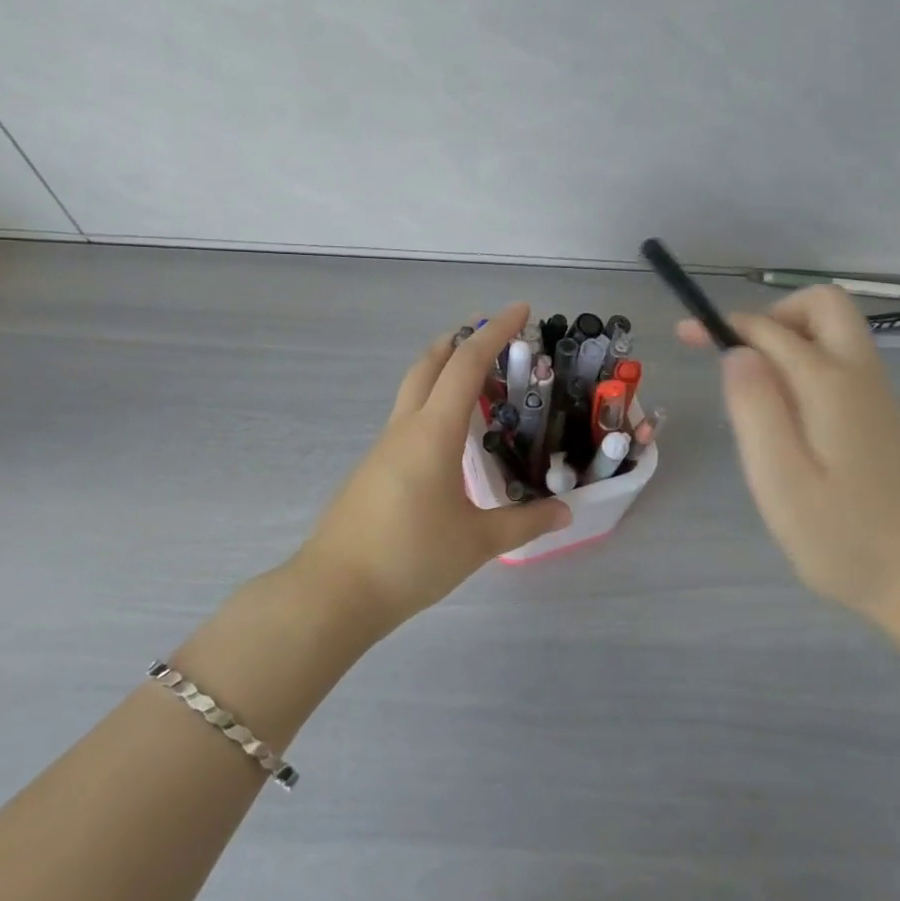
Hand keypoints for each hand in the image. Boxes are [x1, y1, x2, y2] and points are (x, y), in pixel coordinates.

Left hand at [298, 303, 570, 633]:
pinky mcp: (373, 468)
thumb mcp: (476, 542)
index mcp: (433, 432)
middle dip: (461, 340)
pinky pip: (407, 418)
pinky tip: (447, 436)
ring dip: (442, 370)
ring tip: (475, 379)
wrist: (334, 590)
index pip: (467, 364)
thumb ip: (524, 523)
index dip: (495, 332)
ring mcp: (384, 447)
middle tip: (492, 333)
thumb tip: (565, 512)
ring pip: (414, 389)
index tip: (520, 309)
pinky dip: (432, 403)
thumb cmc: (409, 558)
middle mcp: (406, 428)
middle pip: (430, 364)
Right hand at [679, 286, 899, 621]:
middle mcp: (860, 377)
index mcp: (829, 384)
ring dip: (790, 342)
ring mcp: (880, 399)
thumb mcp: (782, 480)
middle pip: (824, 305)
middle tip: (739, 357)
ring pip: (835, 335)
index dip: (725, 325)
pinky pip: (842, 368)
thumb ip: (755, 409)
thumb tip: (737, 352)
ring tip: (756, 399)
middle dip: (773, 315)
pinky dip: (808, 369)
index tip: (688, 336)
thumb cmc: (849, 540)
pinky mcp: (888, 423)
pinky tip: (791, 426)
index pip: (770, 329)